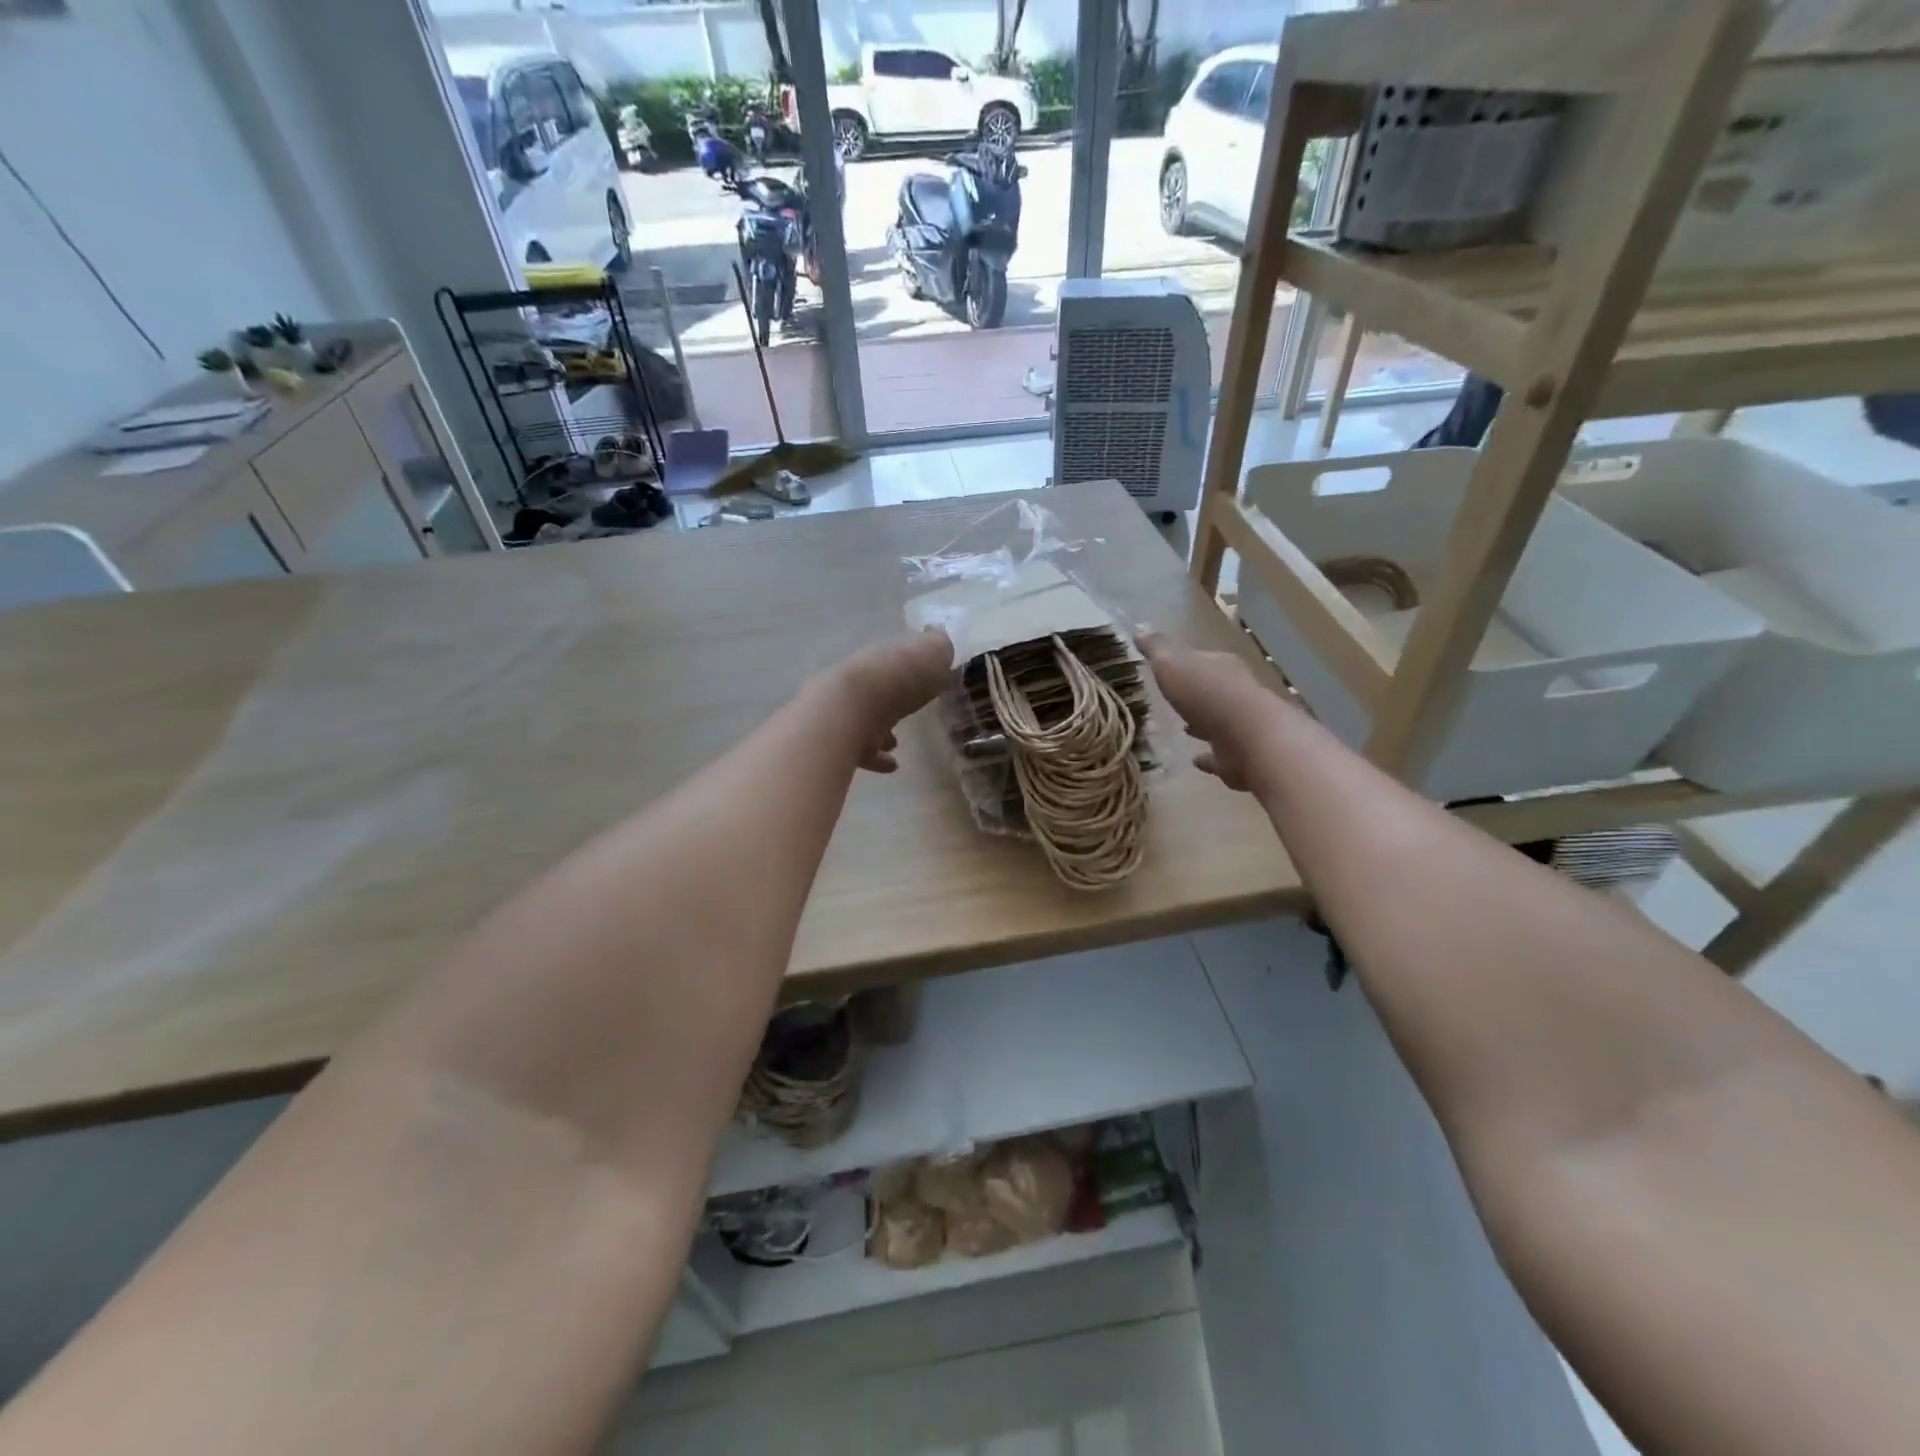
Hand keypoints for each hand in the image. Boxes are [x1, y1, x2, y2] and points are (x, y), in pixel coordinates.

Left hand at [829, 628, 953, 772]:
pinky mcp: (843, 743)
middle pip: (878, 690)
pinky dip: (877, 758)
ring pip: (865, 720)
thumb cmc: (899, 678)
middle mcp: (861, 683)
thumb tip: (937, 635)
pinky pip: (863, 751)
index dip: (909, 669)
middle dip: (891, 700)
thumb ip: (937, 646)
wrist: (853, 710)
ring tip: (896, 743)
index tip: (921, 679)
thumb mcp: (931, 652)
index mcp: (882, 659)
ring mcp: (848, 713)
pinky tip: (892, 766)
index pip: (895, 660)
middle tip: (907, 712)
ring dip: (881, 731)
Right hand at [1138, 632, 1285, 791]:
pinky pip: (1220, 754)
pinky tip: (1196, 760)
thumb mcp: (1172, 664)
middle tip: (1176, 700)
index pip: (1202, 659)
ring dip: (1204, 724)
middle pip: (1213, 690)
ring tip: (1184, 729)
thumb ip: (1157, 649)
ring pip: (1220, 721)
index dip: (1185, 663)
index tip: (1168, 670)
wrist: (1249, 739)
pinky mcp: (1241, 756)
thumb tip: (1140, 628)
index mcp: (1222, 666)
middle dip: (1196, 694)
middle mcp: (1237, 692)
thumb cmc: (1207, 695)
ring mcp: (1242, 725)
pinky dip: (1209, 757)